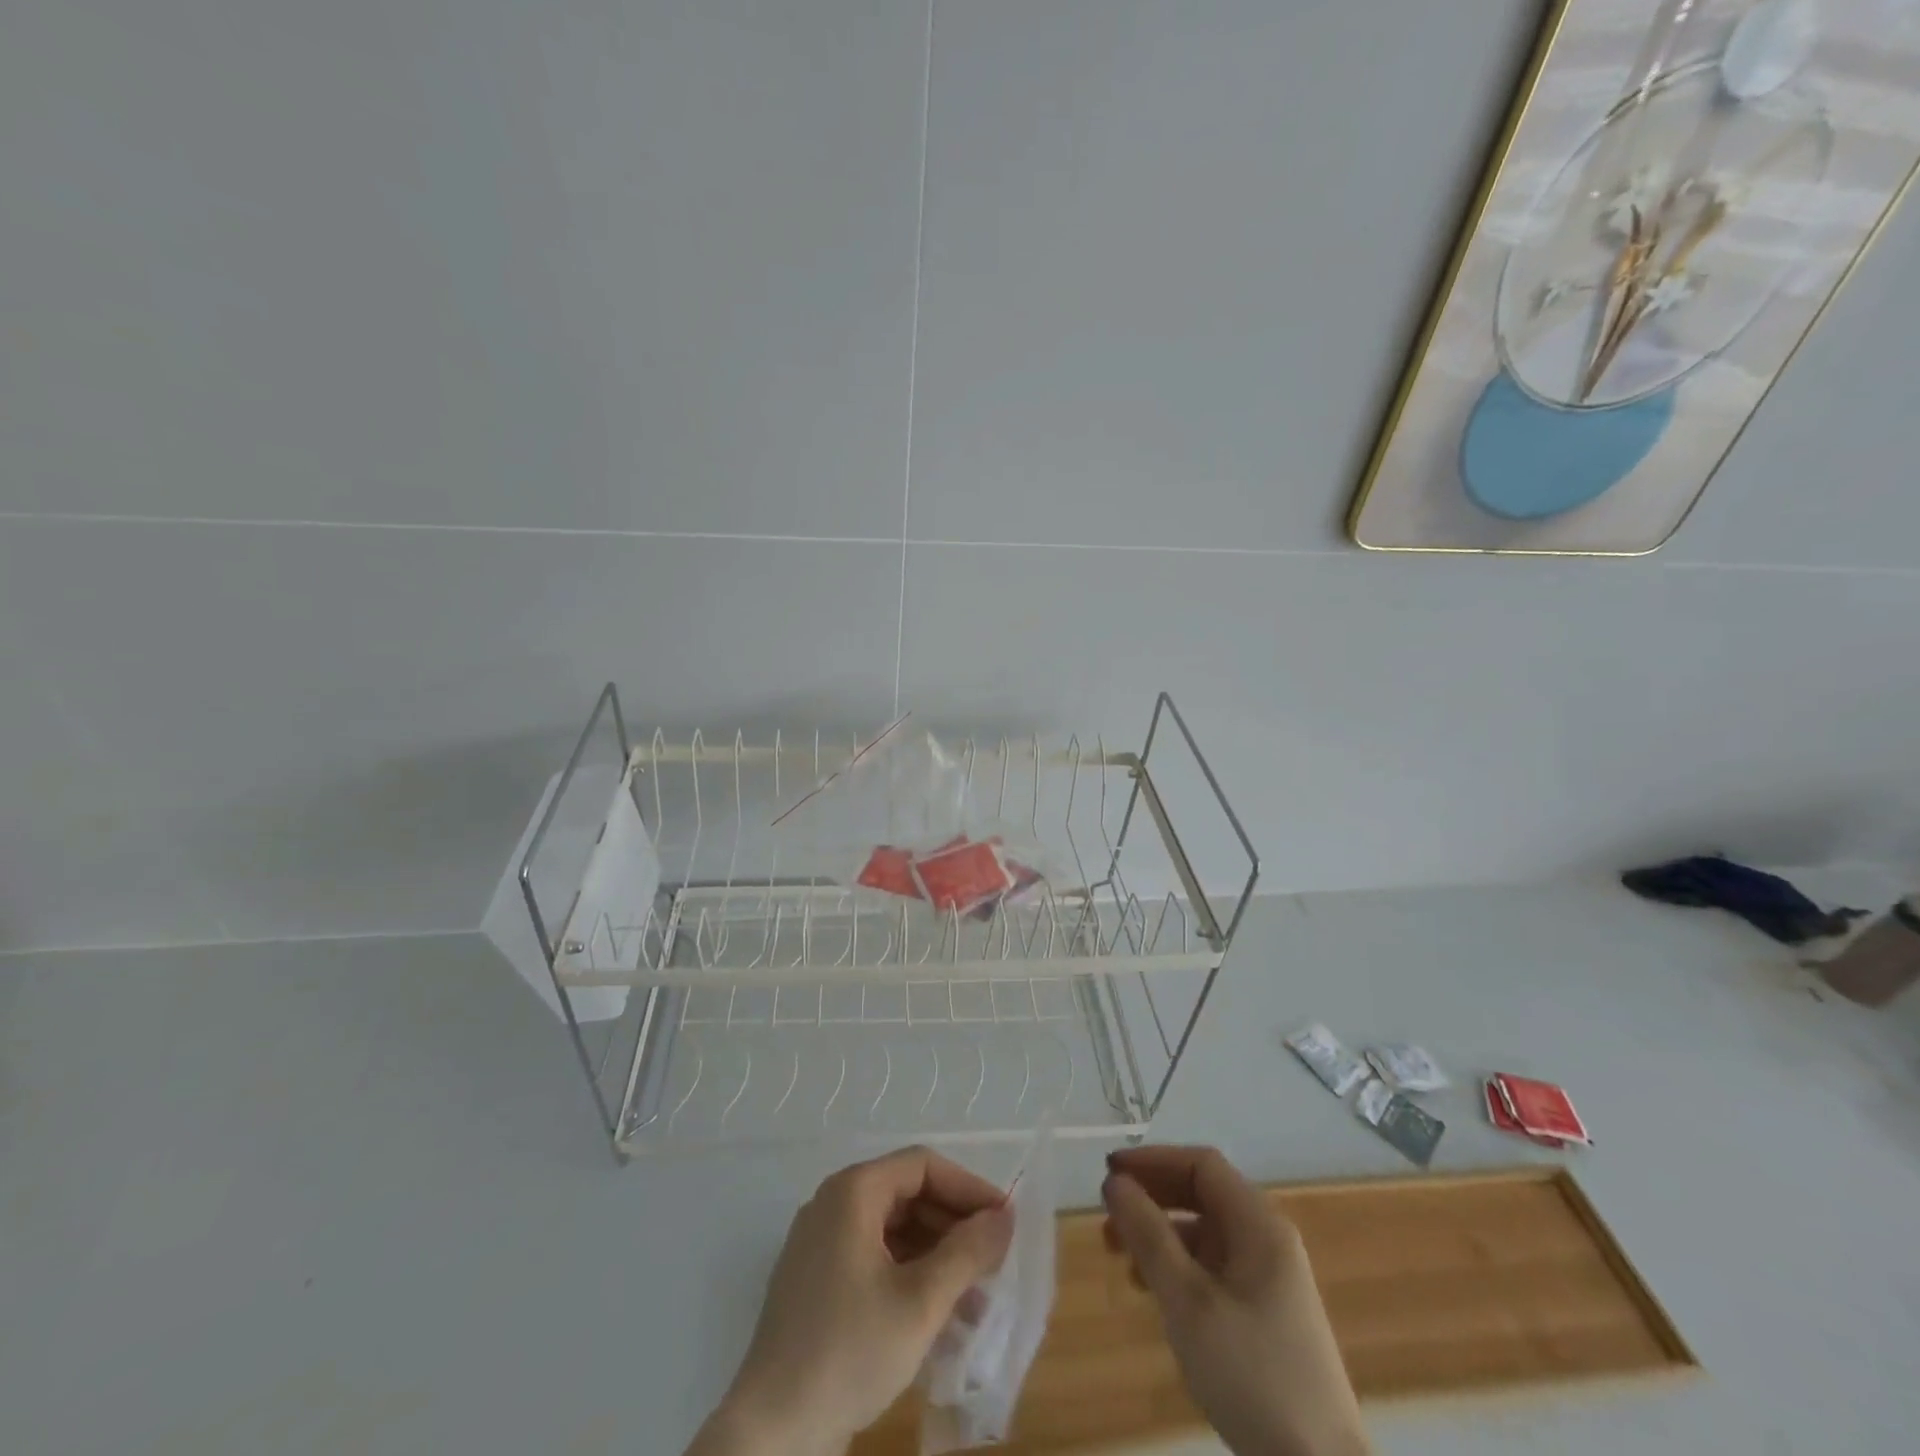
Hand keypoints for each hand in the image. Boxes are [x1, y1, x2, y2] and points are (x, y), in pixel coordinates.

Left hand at [688, 1145, 1012, 1455]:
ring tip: (976, 1300)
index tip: (1004, 1222)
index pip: (922, 1166)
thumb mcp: (919, 1303)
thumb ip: (967, 1253)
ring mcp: (821, 1243)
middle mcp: (834, 1204)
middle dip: (954, 1226)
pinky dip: (909, 1277)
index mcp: (853, 1192)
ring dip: (937, 1257)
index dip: (968, 1188)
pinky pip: (874, 1259)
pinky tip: (939, 1318)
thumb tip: (1004, 1217)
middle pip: (907, 1194)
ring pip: (893, 1231)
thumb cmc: (848, 1352)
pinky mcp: (817, 1282)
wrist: (770, 1433)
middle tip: (994, 1262)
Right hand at [1103, 1146, 1368, 1455]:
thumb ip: (1148, 1235)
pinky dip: (1177, 1267)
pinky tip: (1151, 1292)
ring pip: (1205, 1233)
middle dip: (1152, 1197)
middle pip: (1202, 1194)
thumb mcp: (1188, 1301)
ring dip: (1159, 1234)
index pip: (1201, 1165)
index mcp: (1260, 1225)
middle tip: (1107, 1212)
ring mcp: (1270, 1279)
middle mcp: (1268, 1240)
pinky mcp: (1265, 1315)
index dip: (1153, 1160)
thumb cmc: (1251, 1374)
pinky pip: (1213, 1268)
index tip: (1110, 1173)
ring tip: (1118, 1256)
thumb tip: (1115, 1182)